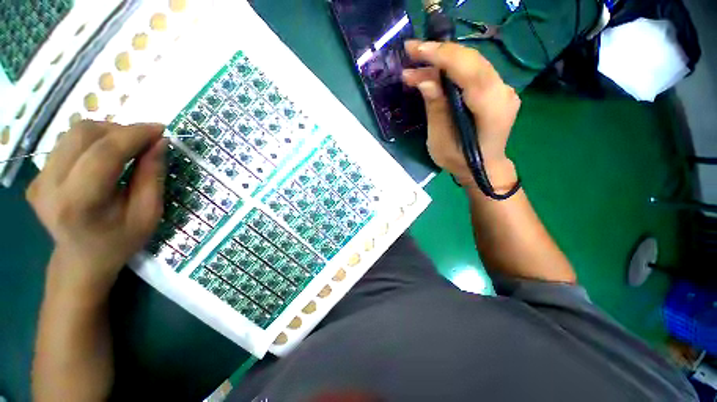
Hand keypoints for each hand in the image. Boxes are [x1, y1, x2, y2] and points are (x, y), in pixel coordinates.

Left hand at [27, 121, 166, 296]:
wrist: (82, 259)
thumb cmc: (121, 241)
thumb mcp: (148, 213)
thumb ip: (152, 176)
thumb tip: (159, 143)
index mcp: (78, 203)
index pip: (103, 153)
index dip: (134, 134)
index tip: (160, 129)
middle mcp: (49, 187)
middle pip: (83, 135)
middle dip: (121, 130)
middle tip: (146, 141)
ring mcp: (38, 180)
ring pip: (74, 133)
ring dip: (108, 133)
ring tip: (129, 147)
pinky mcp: (37, 176)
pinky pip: (68, 143)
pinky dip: (94, 141)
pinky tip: (107, 155)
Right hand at [402, 40, 520, 188]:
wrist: (483, 168)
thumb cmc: (459, 161)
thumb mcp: (440, 140)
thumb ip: (436, 107)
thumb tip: (424, 79)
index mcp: (492, 109)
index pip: (469, 71)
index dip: (442, 57)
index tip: (415, 50)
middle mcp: (503, 92)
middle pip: (472, 61)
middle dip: (439, 53)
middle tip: (411, 51)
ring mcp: (503, 89)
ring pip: (472, 63)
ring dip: (443, 61)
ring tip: (416, 64)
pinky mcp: (496, 90)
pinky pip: (473, 72)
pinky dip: (451, 69)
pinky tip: (434, 73)